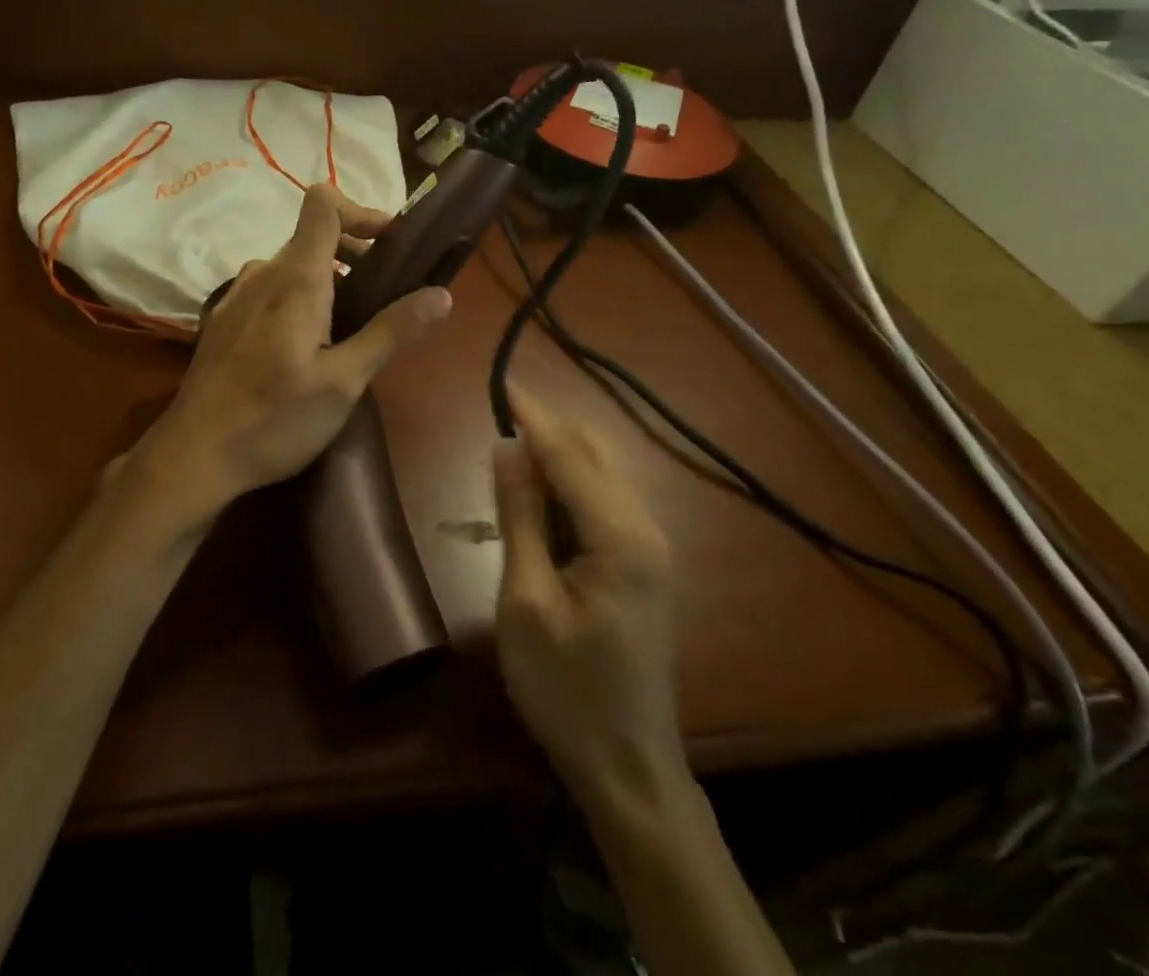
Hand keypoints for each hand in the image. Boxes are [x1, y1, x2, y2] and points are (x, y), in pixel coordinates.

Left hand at [114, 183, 452, 539]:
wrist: (193, 456)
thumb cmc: (273, 419)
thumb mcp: (343, 382)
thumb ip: (391, 333)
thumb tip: (442, 294)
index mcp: (294, 278)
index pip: (323, 204)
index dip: (362, 210)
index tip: (393, 244)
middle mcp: (263, 274)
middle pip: (314, 236)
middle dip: (357, 253)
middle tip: (388, 296)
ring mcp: (238, 296)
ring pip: (293, 266)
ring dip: (330, 279)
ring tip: (353, 325)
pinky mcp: (226, 320)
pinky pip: (272, 290)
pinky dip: (301, 298)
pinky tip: (309, 345)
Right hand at [493, 388, 686, 808]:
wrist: (626, 768)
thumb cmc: (566, 688)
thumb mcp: (526, 600)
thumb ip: (519, 516)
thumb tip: (506, 447)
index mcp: (621, 537)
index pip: (569, 455)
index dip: (532, 417)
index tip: (502, 380)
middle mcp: (646, 530)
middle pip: (594, 455)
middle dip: (547, 429)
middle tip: (498, 413)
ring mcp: (649, 548)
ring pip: (601, 476)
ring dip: (557, 456)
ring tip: (509, 446)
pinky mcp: (641, 565)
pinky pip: (603, 503)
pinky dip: (569, 485)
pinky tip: (538, 493)